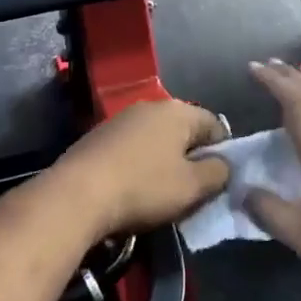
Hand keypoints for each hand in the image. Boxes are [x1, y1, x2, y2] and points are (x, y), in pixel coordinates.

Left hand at [43, 99, 230, 240]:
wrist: (77, 194)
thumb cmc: (143, 188)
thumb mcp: (192, 187)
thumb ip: (218, 173)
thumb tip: (224, 165)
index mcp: (178, 111)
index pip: (216, 125)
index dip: (223, 153)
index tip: (218, 181)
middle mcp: (151, 106)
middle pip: (184, 131)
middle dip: (192, 158)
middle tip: (192, 190)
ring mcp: (122, 118)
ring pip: (157, 139)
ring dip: (164, 162)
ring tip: (162, 193)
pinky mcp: (99, 135)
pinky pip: (133, 147)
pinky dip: (140, 164)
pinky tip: (133, 188)